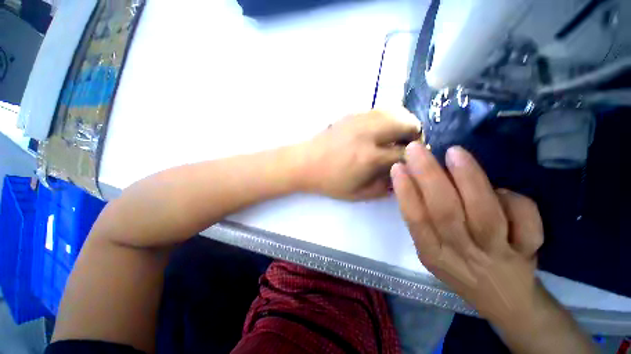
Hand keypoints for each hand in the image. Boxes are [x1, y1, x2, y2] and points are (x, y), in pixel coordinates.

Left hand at [298, 108, 420, 199]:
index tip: (413, 163)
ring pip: (396, 111)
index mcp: (370, 157)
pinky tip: (380, 131)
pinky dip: (388, 118)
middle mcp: (368, 133)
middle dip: (414, 136)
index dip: (415, 158)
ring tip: (396, 138)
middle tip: (407, 148)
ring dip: (402, 124)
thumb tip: (402, 176)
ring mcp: (359, 119)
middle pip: (407, 123)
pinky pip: (380, 110)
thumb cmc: (330, 182)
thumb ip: (384, 188)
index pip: (406, 153)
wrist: (305, 163)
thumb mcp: (358, 194)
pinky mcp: (352, 114)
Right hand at [390, 143, 544, 322]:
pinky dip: (516, 202)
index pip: (416, 219)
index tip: (398, 167)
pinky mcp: (527, 252)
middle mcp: (462, 255)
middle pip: (445, 212)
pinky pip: (527, 222)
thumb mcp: (431, 250)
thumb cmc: (459, 268)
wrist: (503, 299)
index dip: (406, 192)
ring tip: (454, 153)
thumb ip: (422, 220)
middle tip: (417, 149)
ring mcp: (497, 255)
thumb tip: (412, 181)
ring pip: (485, 214)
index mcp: (432, 254)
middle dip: (429, 176)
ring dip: (469, 179)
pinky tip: (504, 193)